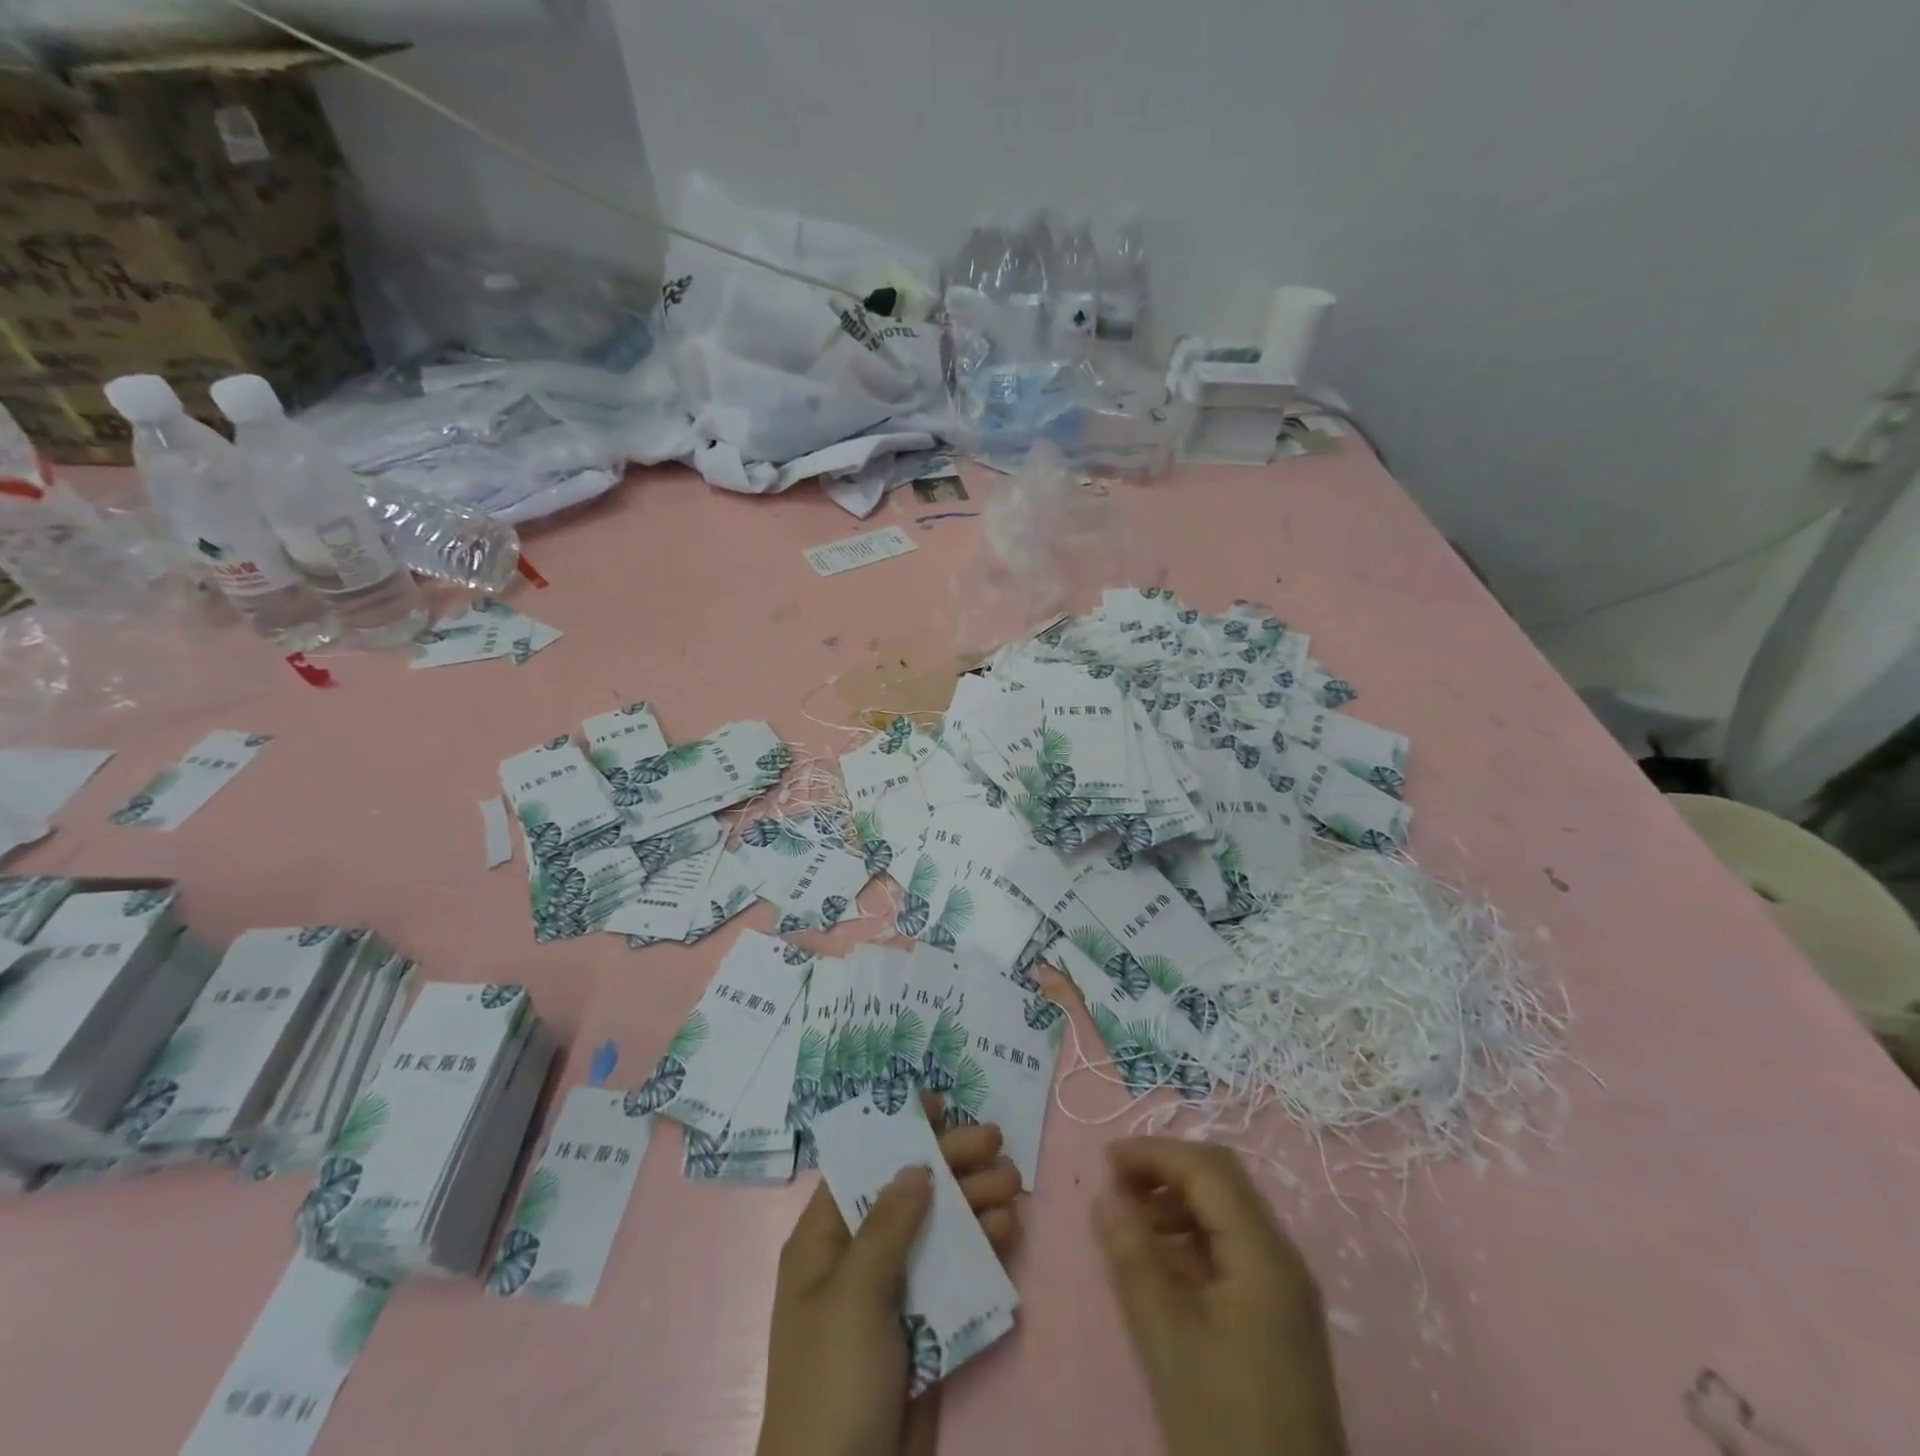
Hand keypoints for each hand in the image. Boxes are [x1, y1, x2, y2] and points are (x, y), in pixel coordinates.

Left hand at [758, 1115, 1021, 1455]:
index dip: (899, 1129)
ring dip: (975, 1202)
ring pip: (939, 1229)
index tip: (941, 1102)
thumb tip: (914, 1164)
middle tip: (996, 1140)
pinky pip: (956, 1274)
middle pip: (910, 1192)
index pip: (863, 1165)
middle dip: (952, 1163)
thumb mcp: (852, 1296)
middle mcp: (859, 1258)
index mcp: (824, 1241)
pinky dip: (981, 1249)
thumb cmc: (833, 1382)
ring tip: (1011, 1185)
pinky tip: (1007, 1232)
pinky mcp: (925, 1328)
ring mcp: (894, 1294)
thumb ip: (887, 1226)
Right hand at [1095, 1138, 1346, 1455]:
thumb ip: (1133, 1261)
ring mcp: (1285, 1289)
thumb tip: (1104, 1198)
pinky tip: (1159, 1262)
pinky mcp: (1278, 1316)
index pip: (1208, 1170)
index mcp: (1264, 1256)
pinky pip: (1232, 1249)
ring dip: (1176, 1202)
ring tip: (1129, 1224)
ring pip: (1227, 1212)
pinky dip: (1191, 1237)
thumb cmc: (1225, 1429)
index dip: (1155, 1154)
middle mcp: (1282, 1258)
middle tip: (1116, 1186)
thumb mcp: (1167, 1344)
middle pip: (1222, 1182)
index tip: (1104, 1161)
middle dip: (1165, 1171)